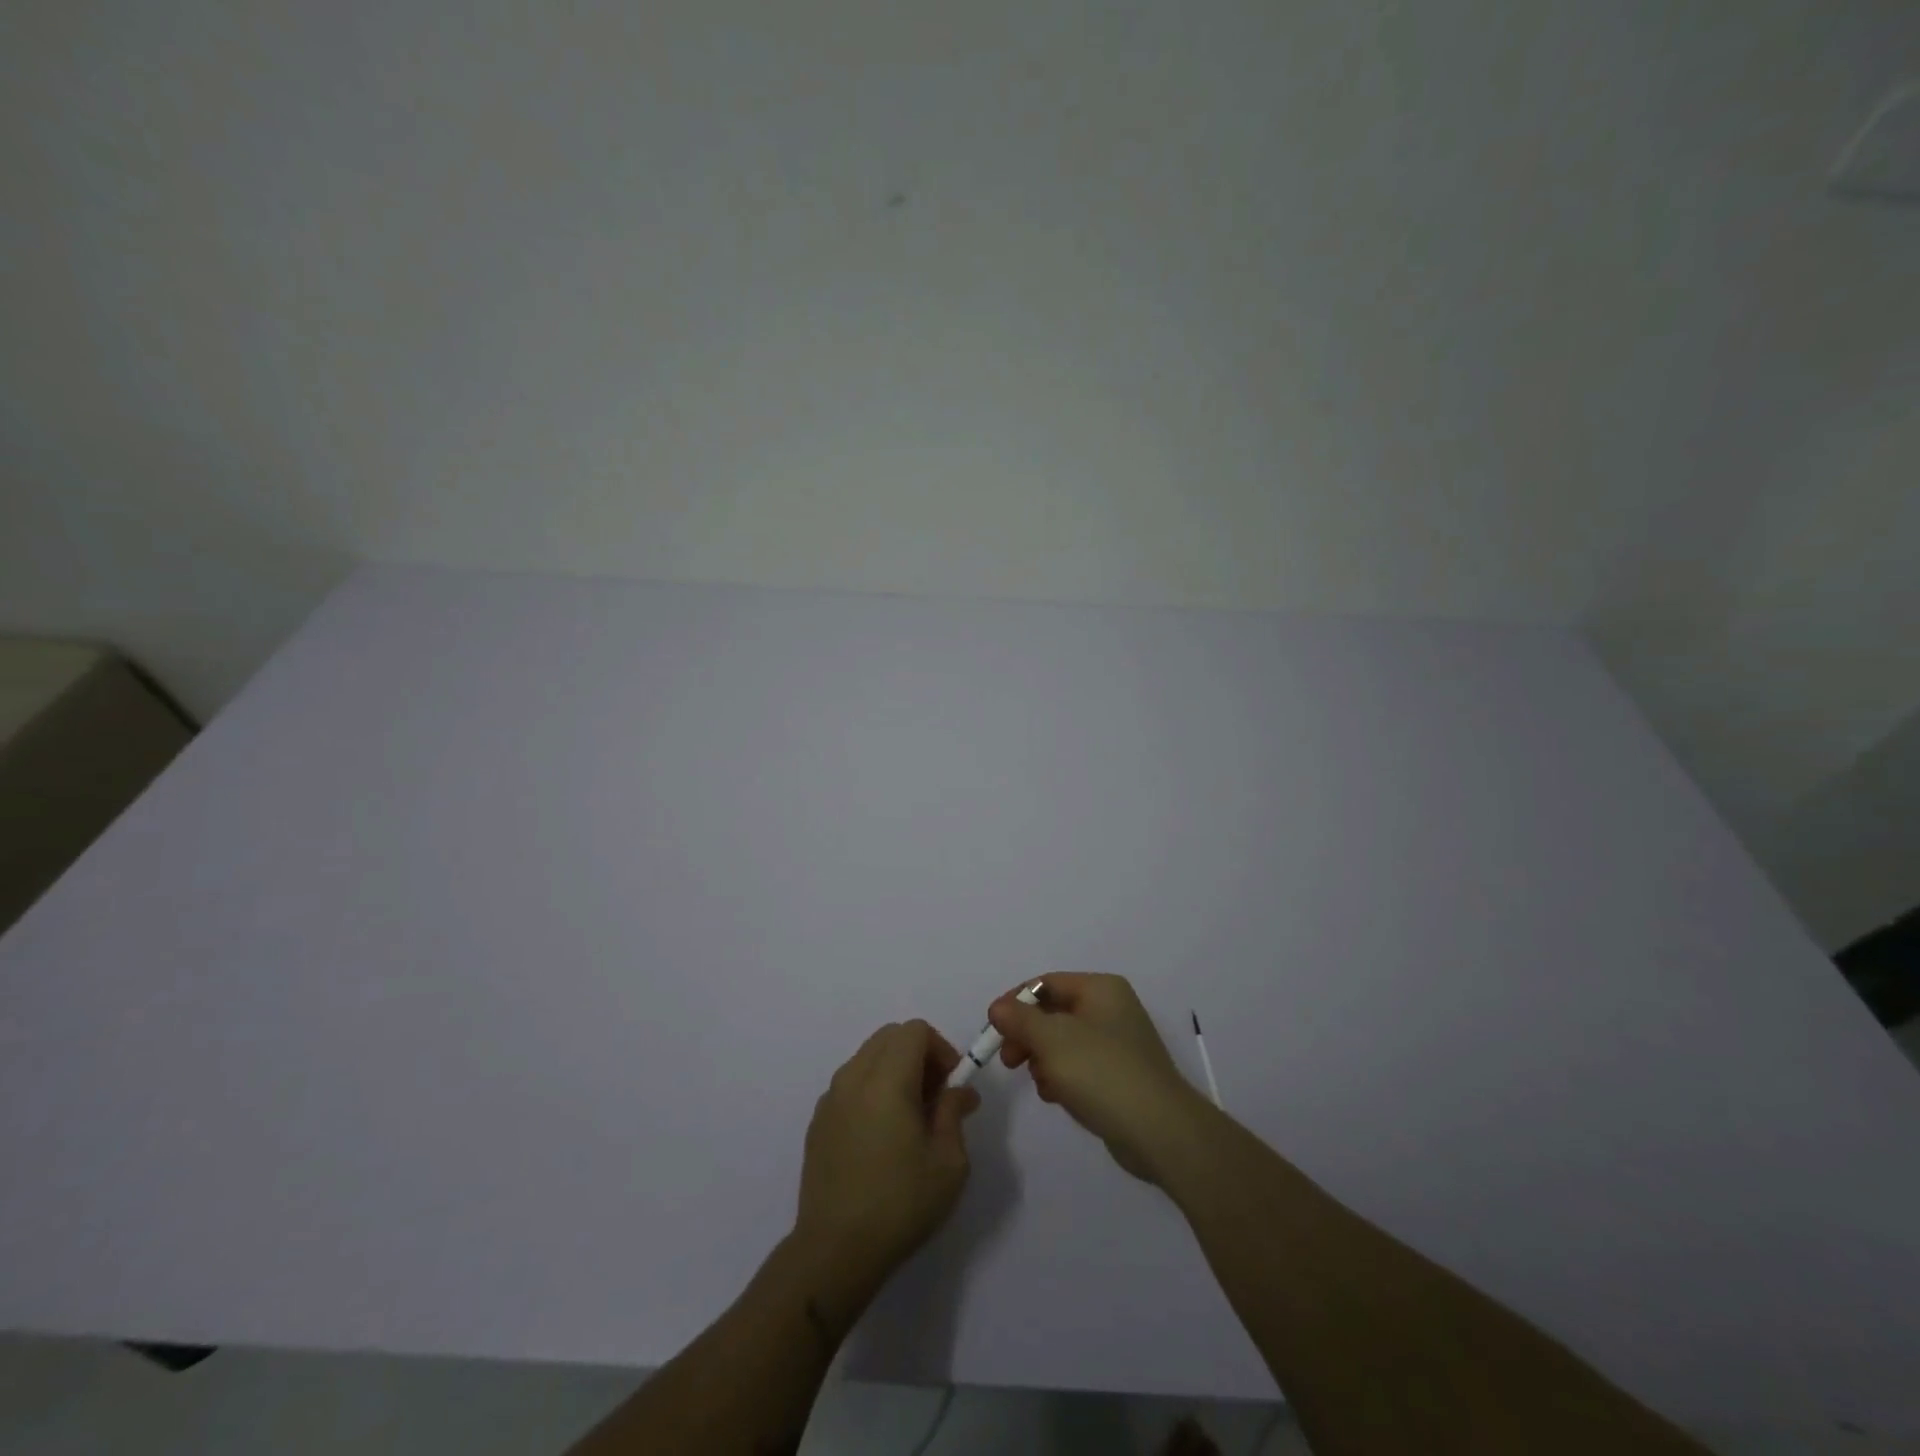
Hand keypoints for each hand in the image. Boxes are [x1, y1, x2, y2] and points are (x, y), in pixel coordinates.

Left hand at [792, 1021, 980, 1293]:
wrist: (834, 1251)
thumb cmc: (900, 1204)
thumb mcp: (948, 1162)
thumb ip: (953, 1113)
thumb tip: (958, 1091)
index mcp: (886, 1080)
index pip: (915, 1030)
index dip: (941, 1048)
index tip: (953, 1085)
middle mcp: (853, 1077)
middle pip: (889, 1036)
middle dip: (919, 1054)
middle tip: (936, 1097)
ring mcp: (830, 1098)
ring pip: (868, 1057)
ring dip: (895, 1070)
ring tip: (910, 1118)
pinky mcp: (818, 1121)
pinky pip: (851, 1083)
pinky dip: (872, 1089)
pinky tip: (882, 1135)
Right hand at [989, 973, 1208, 1182]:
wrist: (1160, 1130)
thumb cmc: (1102, 1072)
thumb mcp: (1053, 1040)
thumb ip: (1020, 1019)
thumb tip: (998, 1007)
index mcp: (1100, 989)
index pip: (1047, 983)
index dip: (1015, 1002)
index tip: (992, 1028)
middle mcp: (1111, 1008)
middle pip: (1054, 1012)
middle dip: (1027, 1035)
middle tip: (1008, 1060)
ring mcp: (1118, 1043)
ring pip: (1064, 1042)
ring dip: (1042, 1059)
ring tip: (1040, 1083)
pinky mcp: (1120, 1075)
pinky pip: (1079, 1066)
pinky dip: (1062, 1077)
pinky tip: (1055, 1096)